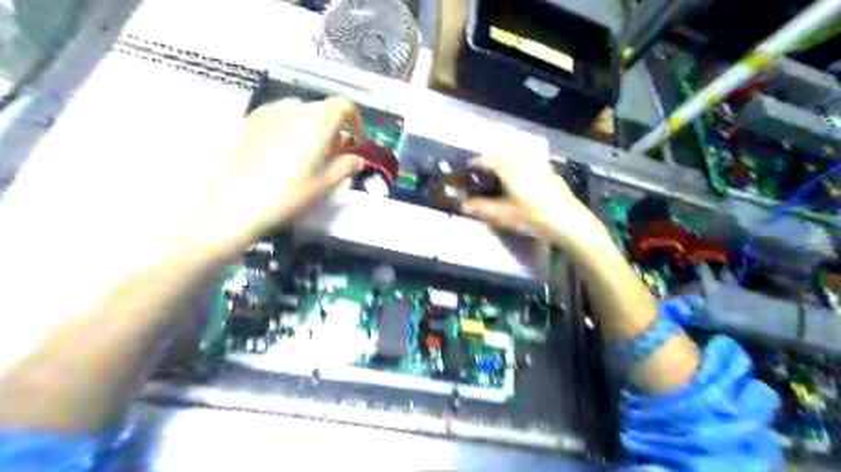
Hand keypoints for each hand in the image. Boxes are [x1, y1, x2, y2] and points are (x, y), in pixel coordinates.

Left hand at [195, 96, 367, 252]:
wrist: (235, 204)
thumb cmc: (288, 195)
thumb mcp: (323, 185)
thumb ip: (344, 167)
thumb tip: (357, 159)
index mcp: (317, 121)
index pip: (343, 106)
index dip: (355, 121)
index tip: (357, 140)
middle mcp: (293, 108)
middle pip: (321, 110)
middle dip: (332, 128)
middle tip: (333, 153)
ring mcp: (267, 112)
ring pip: (298, 112)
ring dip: (309, 127)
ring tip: (306, 152)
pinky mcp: (247, 121)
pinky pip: (276, 117)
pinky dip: (288, 128)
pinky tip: (281, 152)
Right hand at [463, 156, 608, 251]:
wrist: (570, 223)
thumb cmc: (535, 217)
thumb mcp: (505, 216)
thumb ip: (483, 208)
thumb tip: (464, 204)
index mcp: (510, 168)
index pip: (486, 160)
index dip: (474, 165)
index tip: (466, 171)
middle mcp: (523, 162)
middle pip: (501, 155)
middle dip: (489, 161)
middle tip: (480, 173)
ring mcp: (538, 166)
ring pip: (516, 158)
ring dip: (504, 162)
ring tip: (497, 176)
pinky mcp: (549, 173)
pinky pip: (527, 164)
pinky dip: (518, 167)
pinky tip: (519, 181)